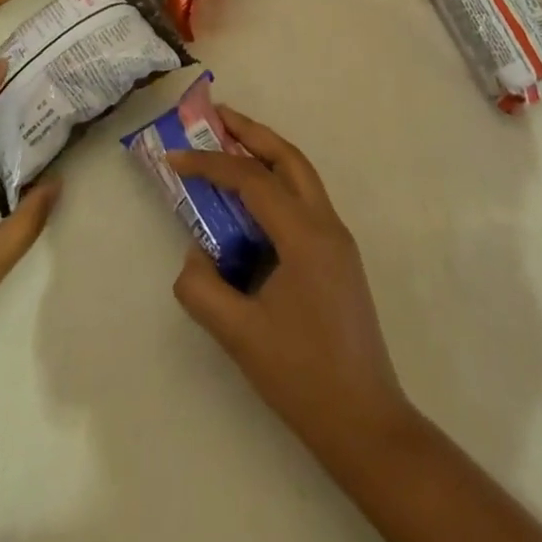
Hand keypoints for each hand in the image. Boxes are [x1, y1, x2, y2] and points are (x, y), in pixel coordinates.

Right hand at [168, 110, 413, 457]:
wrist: (366, 425)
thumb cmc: (302, 377)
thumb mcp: (239, 336)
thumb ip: (202, 289)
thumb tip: (194, 256)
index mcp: (305, 236)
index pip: (252, 180)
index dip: (210, 165)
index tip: (175, 157)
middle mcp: (327, 225)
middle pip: (288, 157)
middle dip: (251, 132)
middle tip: (216, 116)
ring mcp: (338, 240)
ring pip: (301, 175)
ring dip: (267, 153)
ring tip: (231, 144)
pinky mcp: (339, 258)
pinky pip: (304, 201)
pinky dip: (277, 184)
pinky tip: (253, 201)